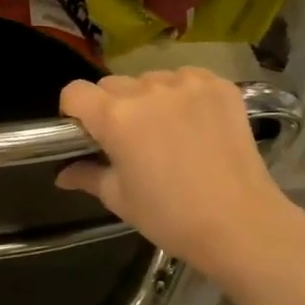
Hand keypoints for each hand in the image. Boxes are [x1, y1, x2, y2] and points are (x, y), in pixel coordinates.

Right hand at [56, 69, 300, 277]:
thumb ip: (87, 176)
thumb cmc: (171, 217)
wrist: (242, 225)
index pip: (75, 91)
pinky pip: (186, 79)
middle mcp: (147, 90)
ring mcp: (186, 84)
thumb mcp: (119, 199)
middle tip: (130, 140)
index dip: (75, 111)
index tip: (87, 133)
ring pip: (150, 80)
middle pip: (112, 84)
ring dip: (149, 99)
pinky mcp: (218, 85)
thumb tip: (62, 174)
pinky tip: (196, 123)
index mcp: (115, 117)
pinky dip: (184, 95)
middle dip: (112, 106)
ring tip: (168, 132)